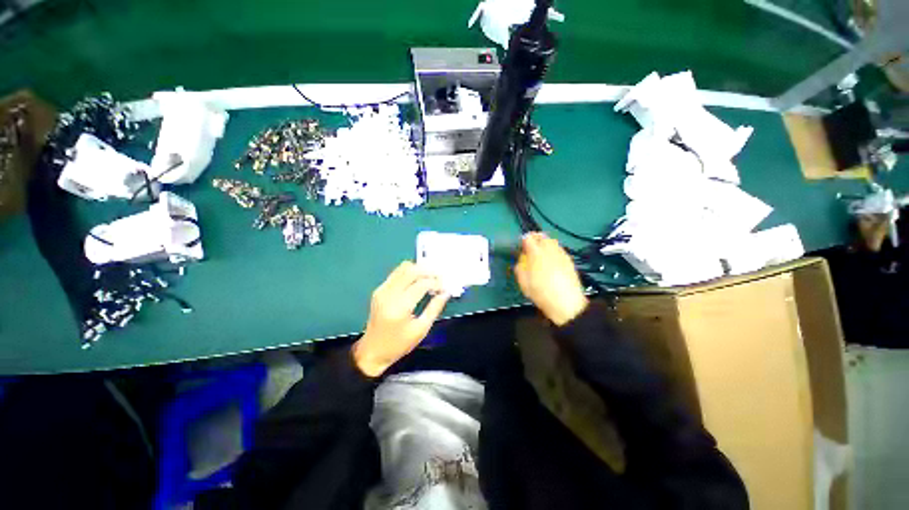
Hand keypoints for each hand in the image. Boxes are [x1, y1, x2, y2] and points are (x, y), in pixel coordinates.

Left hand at [353, 261, 449, 376]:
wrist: (373, 351)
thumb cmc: (399, 344)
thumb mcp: (421, 329)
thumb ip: (435, 308)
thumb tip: (446, 292)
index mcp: (399, 307)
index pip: (421, 284)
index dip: (436, 282)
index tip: (445, 286)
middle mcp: (389, 294)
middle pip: (411, 271)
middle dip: (428, 271)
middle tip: (439, 278)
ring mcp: (382, 290)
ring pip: (402, 268)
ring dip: (418, 270)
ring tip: (430, 278)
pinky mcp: (379, 290)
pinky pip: (396, 273)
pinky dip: (409, 273)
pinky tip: (418, 281)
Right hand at [515, 232, 588, 326]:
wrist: (566, 303)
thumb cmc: (541, 292)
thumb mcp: (523, 282)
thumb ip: (519, 267)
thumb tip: (521, 260)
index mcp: (536, 252)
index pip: (528, 237)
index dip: (523, 240)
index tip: (521, 247)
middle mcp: (550, 249)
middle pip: (542, 236)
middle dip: (535, 239)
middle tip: (531, 249)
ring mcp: (561, 254)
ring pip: (552, 241)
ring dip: (545, 244)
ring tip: (541, 255)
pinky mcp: (569, 260)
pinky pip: (559, 249)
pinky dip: (553, 251)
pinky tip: (552, 262)